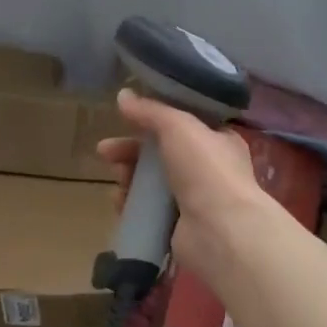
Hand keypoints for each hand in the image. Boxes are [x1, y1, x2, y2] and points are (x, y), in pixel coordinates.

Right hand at [96, 89, 264, 278]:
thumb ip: (150, 110)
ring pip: (151, 182)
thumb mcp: (178, 126)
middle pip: (160, 154)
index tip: (126, 118)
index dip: (152, 120)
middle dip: (130, 150)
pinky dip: (131, 204)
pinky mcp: (177, 226)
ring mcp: (193, 200)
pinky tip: (119, 202)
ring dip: (128, 176)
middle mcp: (207, 169)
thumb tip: (123, 95)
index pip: (181, 125)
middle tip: (105, 151)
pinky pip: (147, 210)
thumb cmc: (206, 169)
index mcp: (217, 141)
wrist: (221, 231)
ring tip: (117, 178)